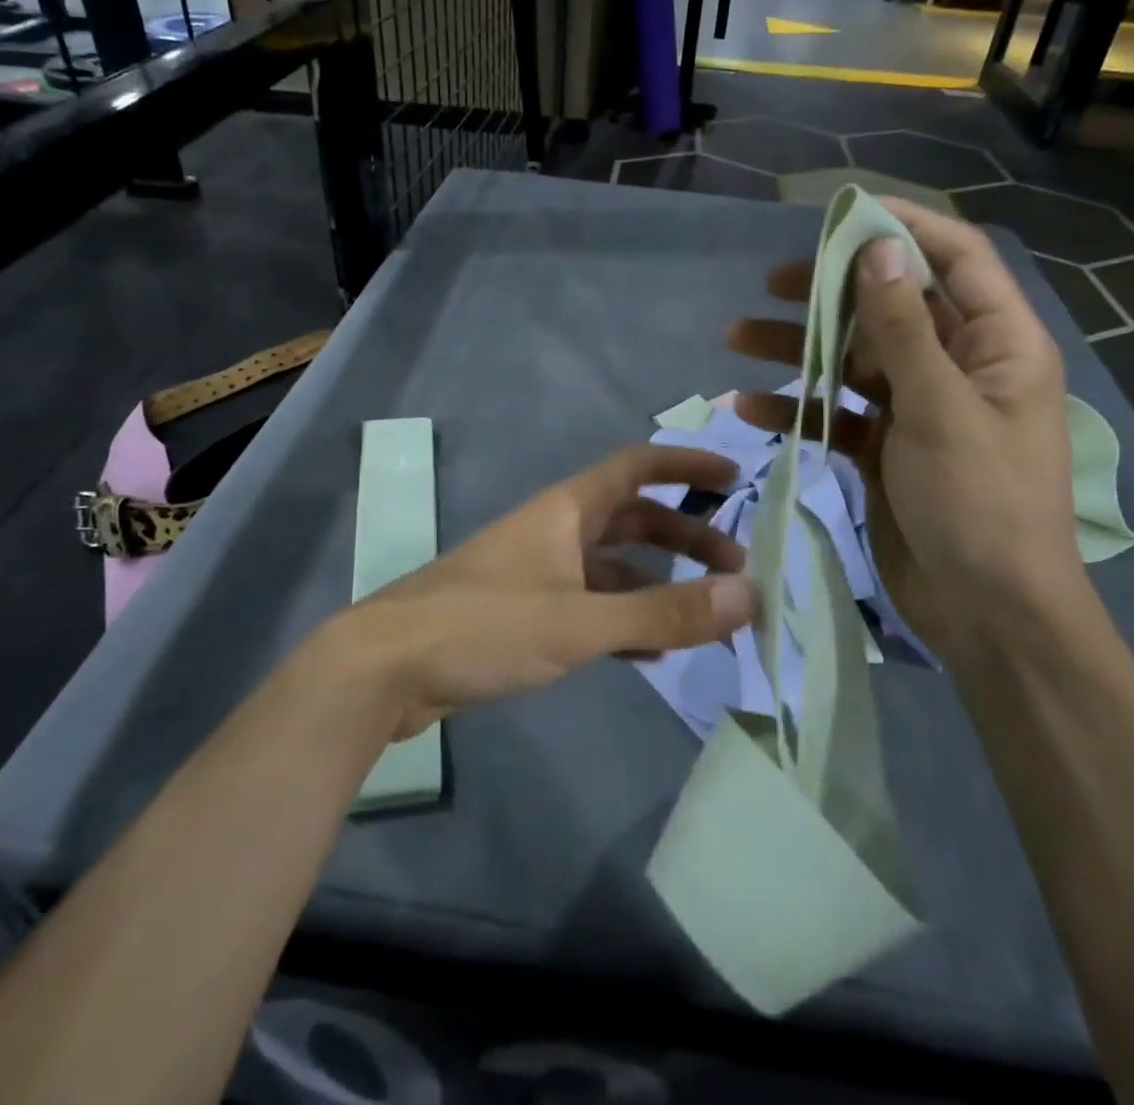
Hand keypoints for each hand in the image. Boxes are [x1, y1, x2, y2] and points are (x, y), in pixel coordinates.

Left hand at [317, 445, 758, 737]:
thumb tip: (748, 595)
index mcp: (566, 510)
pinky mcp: (522, 612)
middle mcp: (554, 530)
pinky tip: (648, 651)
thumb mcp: (581, 622)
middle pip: (631, 519)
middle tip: (734, 567)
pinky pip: (588, 604)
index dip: (684, 467)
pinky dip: (622, 618)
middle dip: (683, 537)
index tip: (733, 478)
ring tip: (703, 614)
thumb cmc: (484, 626)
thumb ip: (663, 611)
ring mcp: (536, 572)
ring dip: (656, 583)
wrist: (386, 667)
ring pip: (611, 566)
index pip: (636, 467)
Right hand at [726, 199, 1083, 662]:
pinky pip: (837, 412)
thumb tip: (876, 250)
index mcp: (998, 344)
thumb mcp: (940, 410)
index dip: (903, 228)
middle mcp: (959, 366)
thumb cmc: (980, 504)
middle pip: (890, 308)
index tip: (840, 216)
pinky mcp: (885, 447)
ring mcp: (919, 408)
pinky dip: (797, 408)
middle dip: (831, 294)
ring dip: (799, 350)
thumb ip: (903, 330)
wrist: (988, 614)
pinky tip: (749, 407)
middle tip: (771, 283)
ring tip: (735, 338)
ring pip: (853, 359)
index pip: (956, 260)